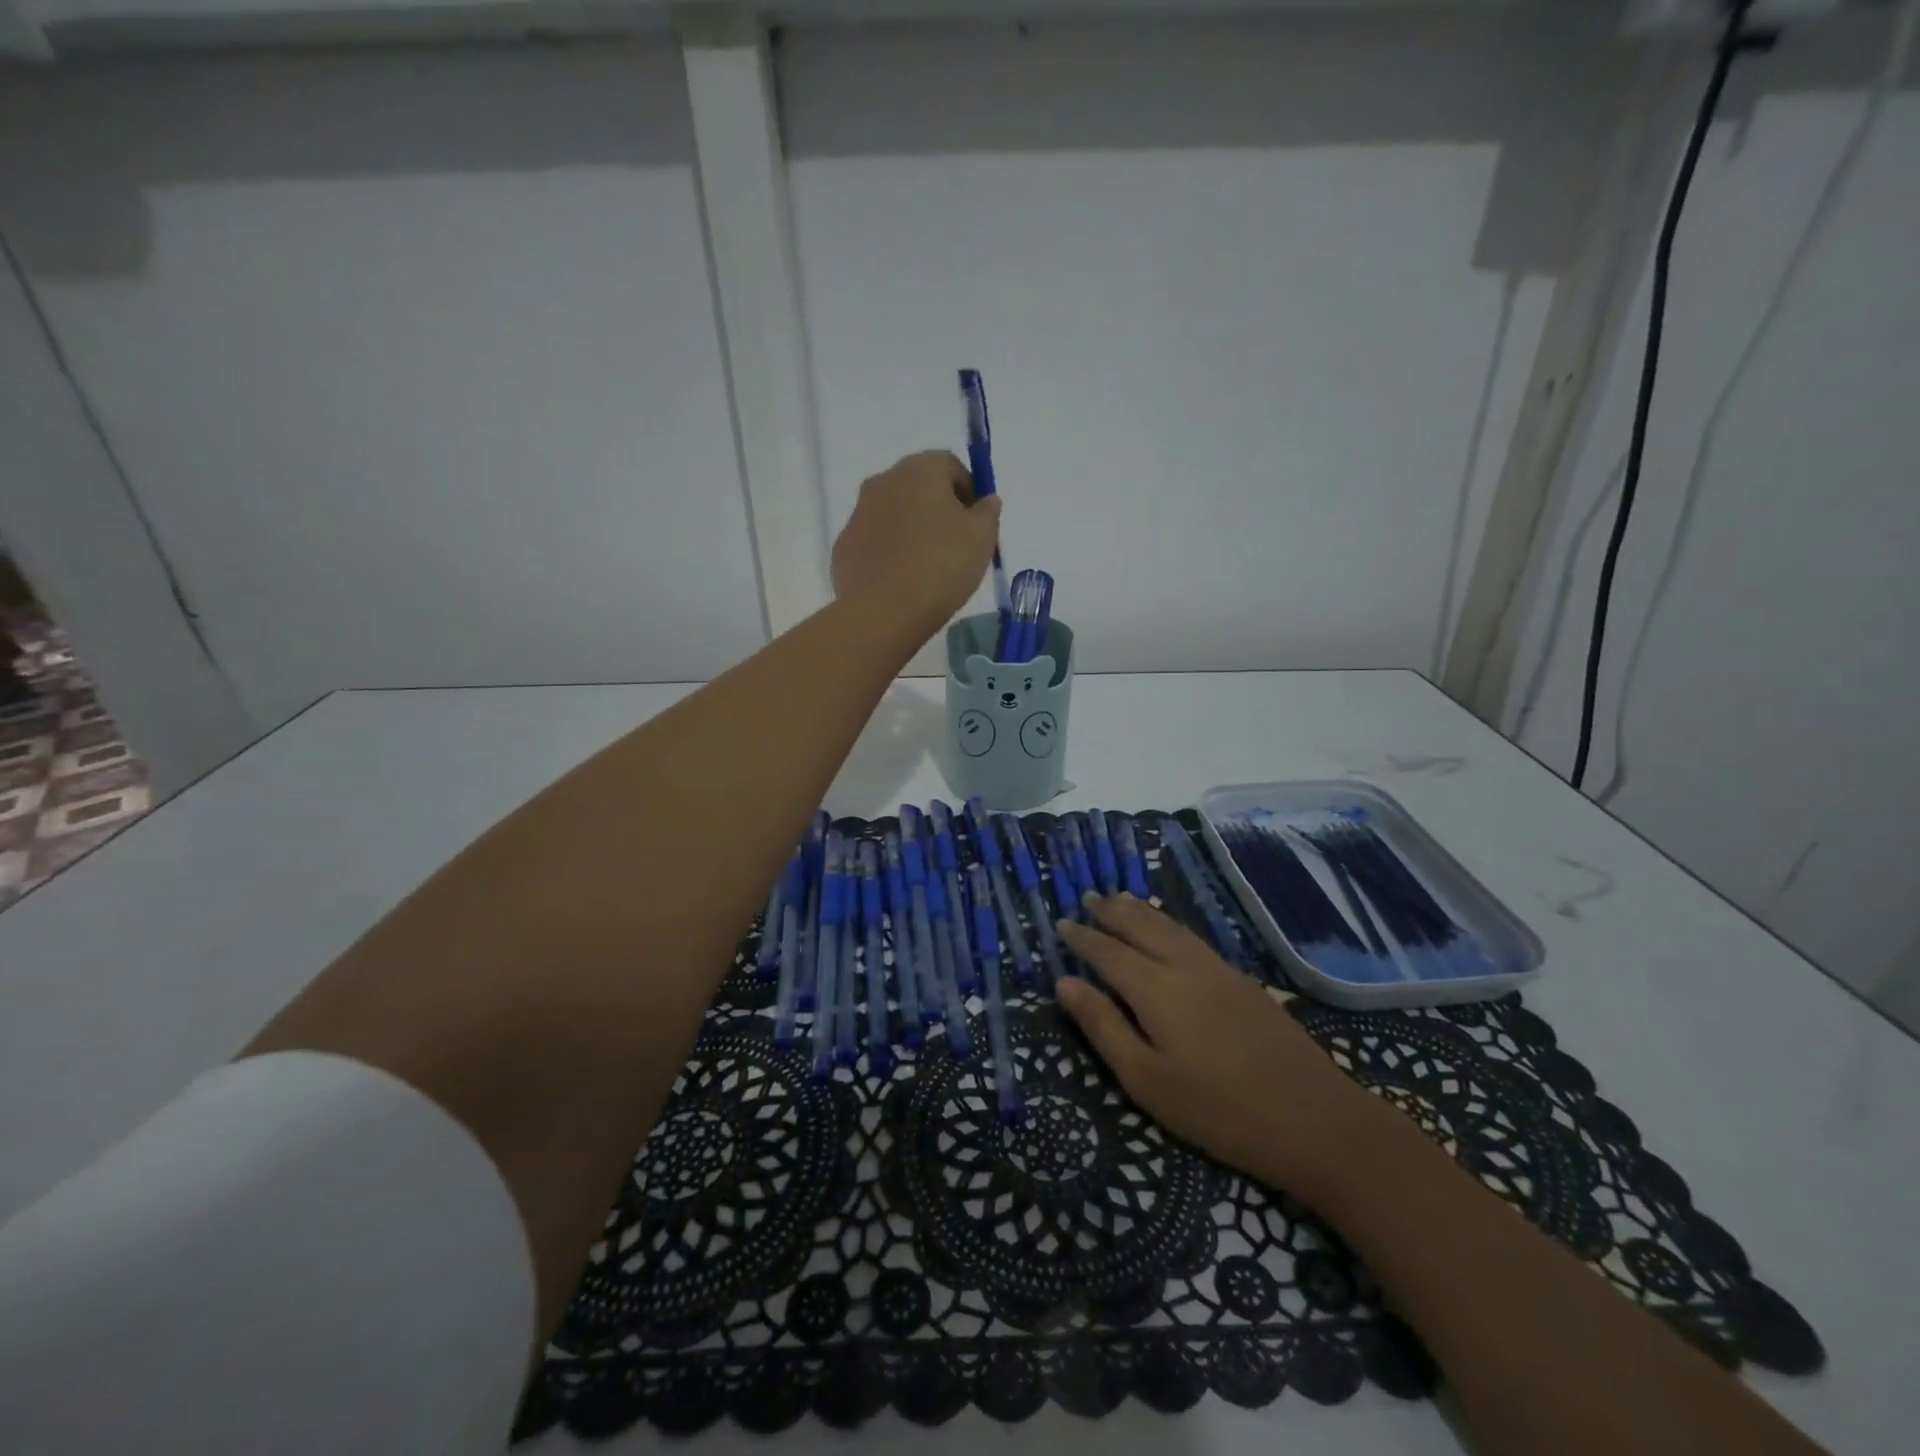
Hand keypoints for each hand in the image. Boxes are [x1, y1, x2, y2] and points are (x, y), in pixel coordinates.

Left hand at [831, 451, 1000, 634]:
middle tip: (955, 543)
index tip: (977, 521)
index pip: (949, 465)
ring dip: (911, 529)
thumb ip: (987, 512)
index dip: (968, 490)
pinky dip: (888, 552)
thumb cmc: (941, 565)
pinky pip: (874, 541)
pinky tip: (901, 580)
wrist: (884, 611)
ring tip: (927, 566)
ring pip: (893, 513)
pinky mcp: (843, 546)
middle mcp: (883, 481)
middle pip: (918, 486)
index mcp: (919, 470)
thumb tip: (985, 501)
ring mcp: (858, 514)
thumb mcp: (982, 538)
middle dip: (938, 508)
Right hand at [1056, 894, 1390, 1198]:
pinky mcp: (1242, 980)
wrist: (1315, 1118)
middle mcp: (1184, 966)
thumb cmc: (1218, 1109)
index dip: (1083, 937)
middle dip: (1111, 911)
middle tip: (1087, 898)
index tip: (1061, 925)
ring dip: (1140, 910)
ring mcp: (1218, 969)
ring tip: (1120, 899)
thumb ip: (1103, 1027)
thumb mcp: (1146, 1080)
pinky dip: (1168, 923)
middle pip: (1141, 926)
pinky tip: (1168, 929)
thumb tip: (1064, 983)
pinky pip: (1192, 936)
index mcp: (1155, 988)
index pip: (1108, 951)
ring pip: (1170, 926)